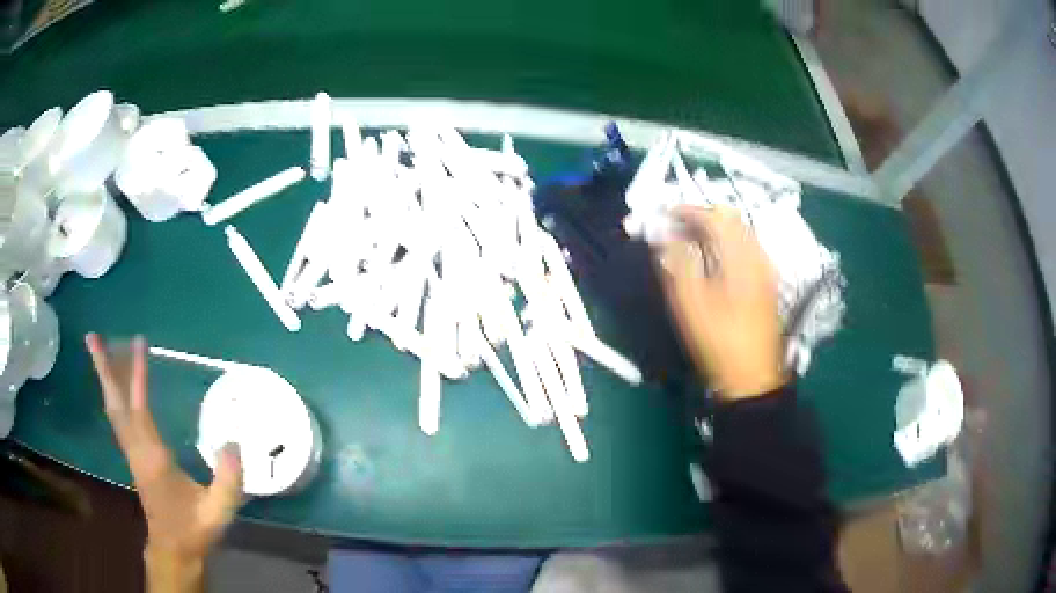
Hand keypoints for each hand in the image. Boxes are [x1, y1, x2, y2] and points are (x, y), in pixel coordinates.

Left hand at [86, 334, 242, 589]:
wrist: (173, 549)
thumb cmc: (193, 528)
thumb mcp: (217, 511)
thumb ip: (227, 481)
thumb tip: (232, 442)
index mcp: (153, 457)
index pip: (140, 408)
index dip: (137, 375)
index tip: (139, 343)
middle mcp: (136, 449)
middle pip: (114, 403)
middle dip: (103, 369)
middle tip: (92, 336)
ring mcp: (132, 452)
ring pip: (113, 409)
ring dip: (105, 378)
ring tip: (98, 350)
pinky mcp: (133, 457)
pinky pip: (119, 418)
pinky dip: (114, 395)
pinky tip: (114, 387)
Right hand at [658, 206, 785, 397]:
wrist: (752, 377)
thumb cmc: (719, 342)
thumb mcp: (690, 304)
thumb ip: (676, 263)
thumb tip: (664, 235)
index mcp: (740, 258)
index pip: (715, 217)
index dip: (688, 210)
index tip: (665, 215)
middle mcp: (758, 255)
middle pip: (731, 218)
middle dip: (702, 215)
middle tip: (677, 227)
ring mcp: (765, 267)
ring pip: (740, 230)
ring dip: (715, 228)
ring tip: (690, 241)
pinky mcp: (767, 279)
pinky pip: (746, 246)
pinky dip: (726, 242)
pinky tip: (712, 259)